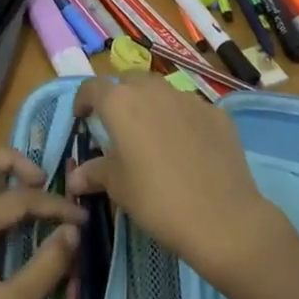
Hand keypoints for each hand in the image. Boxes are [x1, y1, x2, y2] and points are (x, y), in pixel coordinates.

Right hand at [67, 74, 280, 283]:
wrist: (222, 217)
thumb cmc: (157, 200)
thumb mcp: (118, 188)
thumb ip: (95, 172)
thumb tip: (76, 176)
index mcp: (121, 103)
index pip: (92, 87)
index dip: (83, 100)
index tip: (82, 117)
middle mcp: (153, 90)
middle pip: (129, 81)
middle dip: (120, 97)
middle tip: (119, 126)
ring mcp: (189, 98)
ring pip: (162, 92)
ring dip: (152, 106)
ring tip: (154, 137)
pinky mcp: (216, 113)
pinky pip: (191, 109)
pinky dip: (182, 120)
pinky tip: (188, 149)